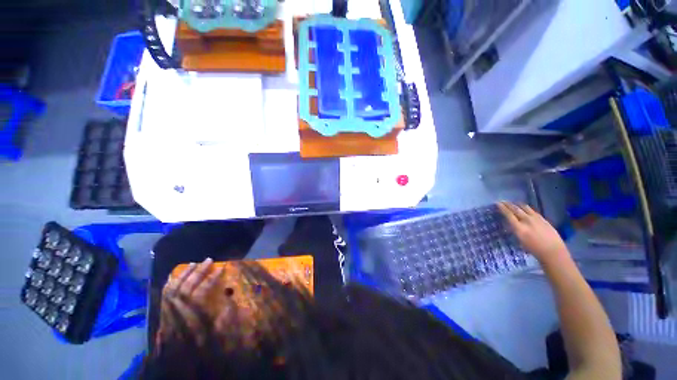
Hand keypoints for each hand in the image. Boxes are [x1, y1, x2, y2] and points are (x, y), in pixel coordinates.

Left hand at [158, 258, 228, 344]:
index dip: (211, 279)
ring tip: (194, 263)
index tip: (221, 269)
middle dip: (198, 272)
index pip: (200, 294)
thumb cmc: (198, 350)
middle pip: (185, 288)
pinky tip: (175, 276)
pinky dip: (170, 283)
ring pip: (172, 289)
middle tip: (208, 260)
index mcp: (191, 319)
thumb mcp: (215, 338)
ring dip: (183, 274)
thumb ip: (223, 319)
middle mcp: (177, 313)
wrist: (175, 363)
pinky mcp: (163, 315)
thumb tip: (230, 299)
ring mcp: (167, 313)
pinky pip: (163, 296)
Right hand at [497, 201, 568, 263]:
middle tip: (502, 201)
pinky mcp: (543, 219)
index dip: (502, 208)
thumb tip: (510, 223)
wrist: (553, 251)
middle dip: (508, 204)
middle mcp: (527, 221)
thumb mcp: (520, 240)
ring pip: (525, 208)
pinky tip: (525, 208)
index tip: (497, 203)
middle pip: (516, 209)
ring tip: (513, 203)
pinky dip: (526, 208)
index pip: (508, 215)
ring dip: (517, 204)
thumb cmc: (534, 249)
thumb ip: (515, 230)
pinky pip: (532, 210)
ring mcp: (536, 219)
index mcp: (519, 228)